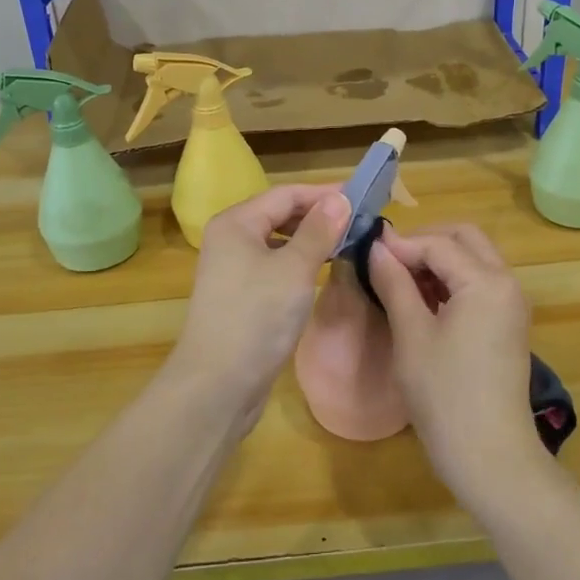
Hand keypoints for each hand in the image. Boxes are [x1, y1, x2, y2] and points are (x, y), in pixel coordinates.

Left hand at [167, 184, 348, 427]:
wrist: (217, 384)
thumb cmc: (256, 318)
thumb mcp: (295, 269)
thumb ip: (319, 231)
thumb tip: (340, 199)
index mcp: (236, 223)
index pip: (286, 194)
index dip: (324, 194)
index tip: (362, 199)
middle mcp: (230, 239)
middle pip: (280, 215)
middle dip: (319, 216)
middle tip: (360, 223)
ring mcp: (233, 269)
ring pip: (279, 242)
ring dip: (311, 240)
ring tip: (348, 244)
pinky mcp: (241, 296)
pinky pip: (275, 266)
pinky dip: (300, 263)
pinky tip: (322, 271)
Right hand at [366, 223, 546, 504]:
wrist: (490, 456)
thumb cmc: (445, 394)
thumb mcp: (412, 335)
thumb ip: (394, 284)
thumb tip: (376, 248)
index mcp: (486, 281)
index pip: (438, 244)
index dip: (400, 244)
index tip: (366, 250)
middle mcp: (507, 283)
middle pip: (465, 239)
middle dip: (425, 241)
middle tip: (387, 260)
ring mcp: (511, 305)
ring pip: (474, 260)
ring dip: (439, 260)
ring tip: (399, 280)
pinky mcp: (508, 325)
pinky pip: (480, 284)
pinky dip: (452, 281)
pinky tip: (422, 300)